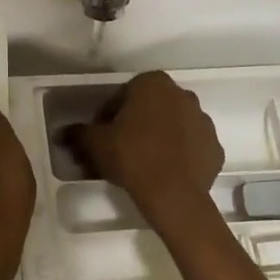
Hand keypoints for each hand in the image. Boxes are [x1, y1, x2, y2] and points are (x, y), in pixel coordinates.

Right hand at [77, 71, 223, 225]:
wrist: (173, 195)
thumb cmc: (131, 157)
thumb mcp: (95, 144)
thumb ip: (79, 133)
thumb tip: (63, 133)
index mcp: (153, 84)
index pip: (124, 94)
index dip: (109, 115)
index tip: (102, 135)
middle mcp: (182, 95)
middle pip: (152, 107)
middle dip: (137, 123)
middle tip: (120, 148)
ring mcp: (204, 121)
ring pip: (174, 125)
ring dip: (160, 137)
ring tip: (143, 163)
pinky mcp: (215, 148)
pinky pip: (191, 147)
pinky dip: (179, 155)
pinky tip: (164, 172)